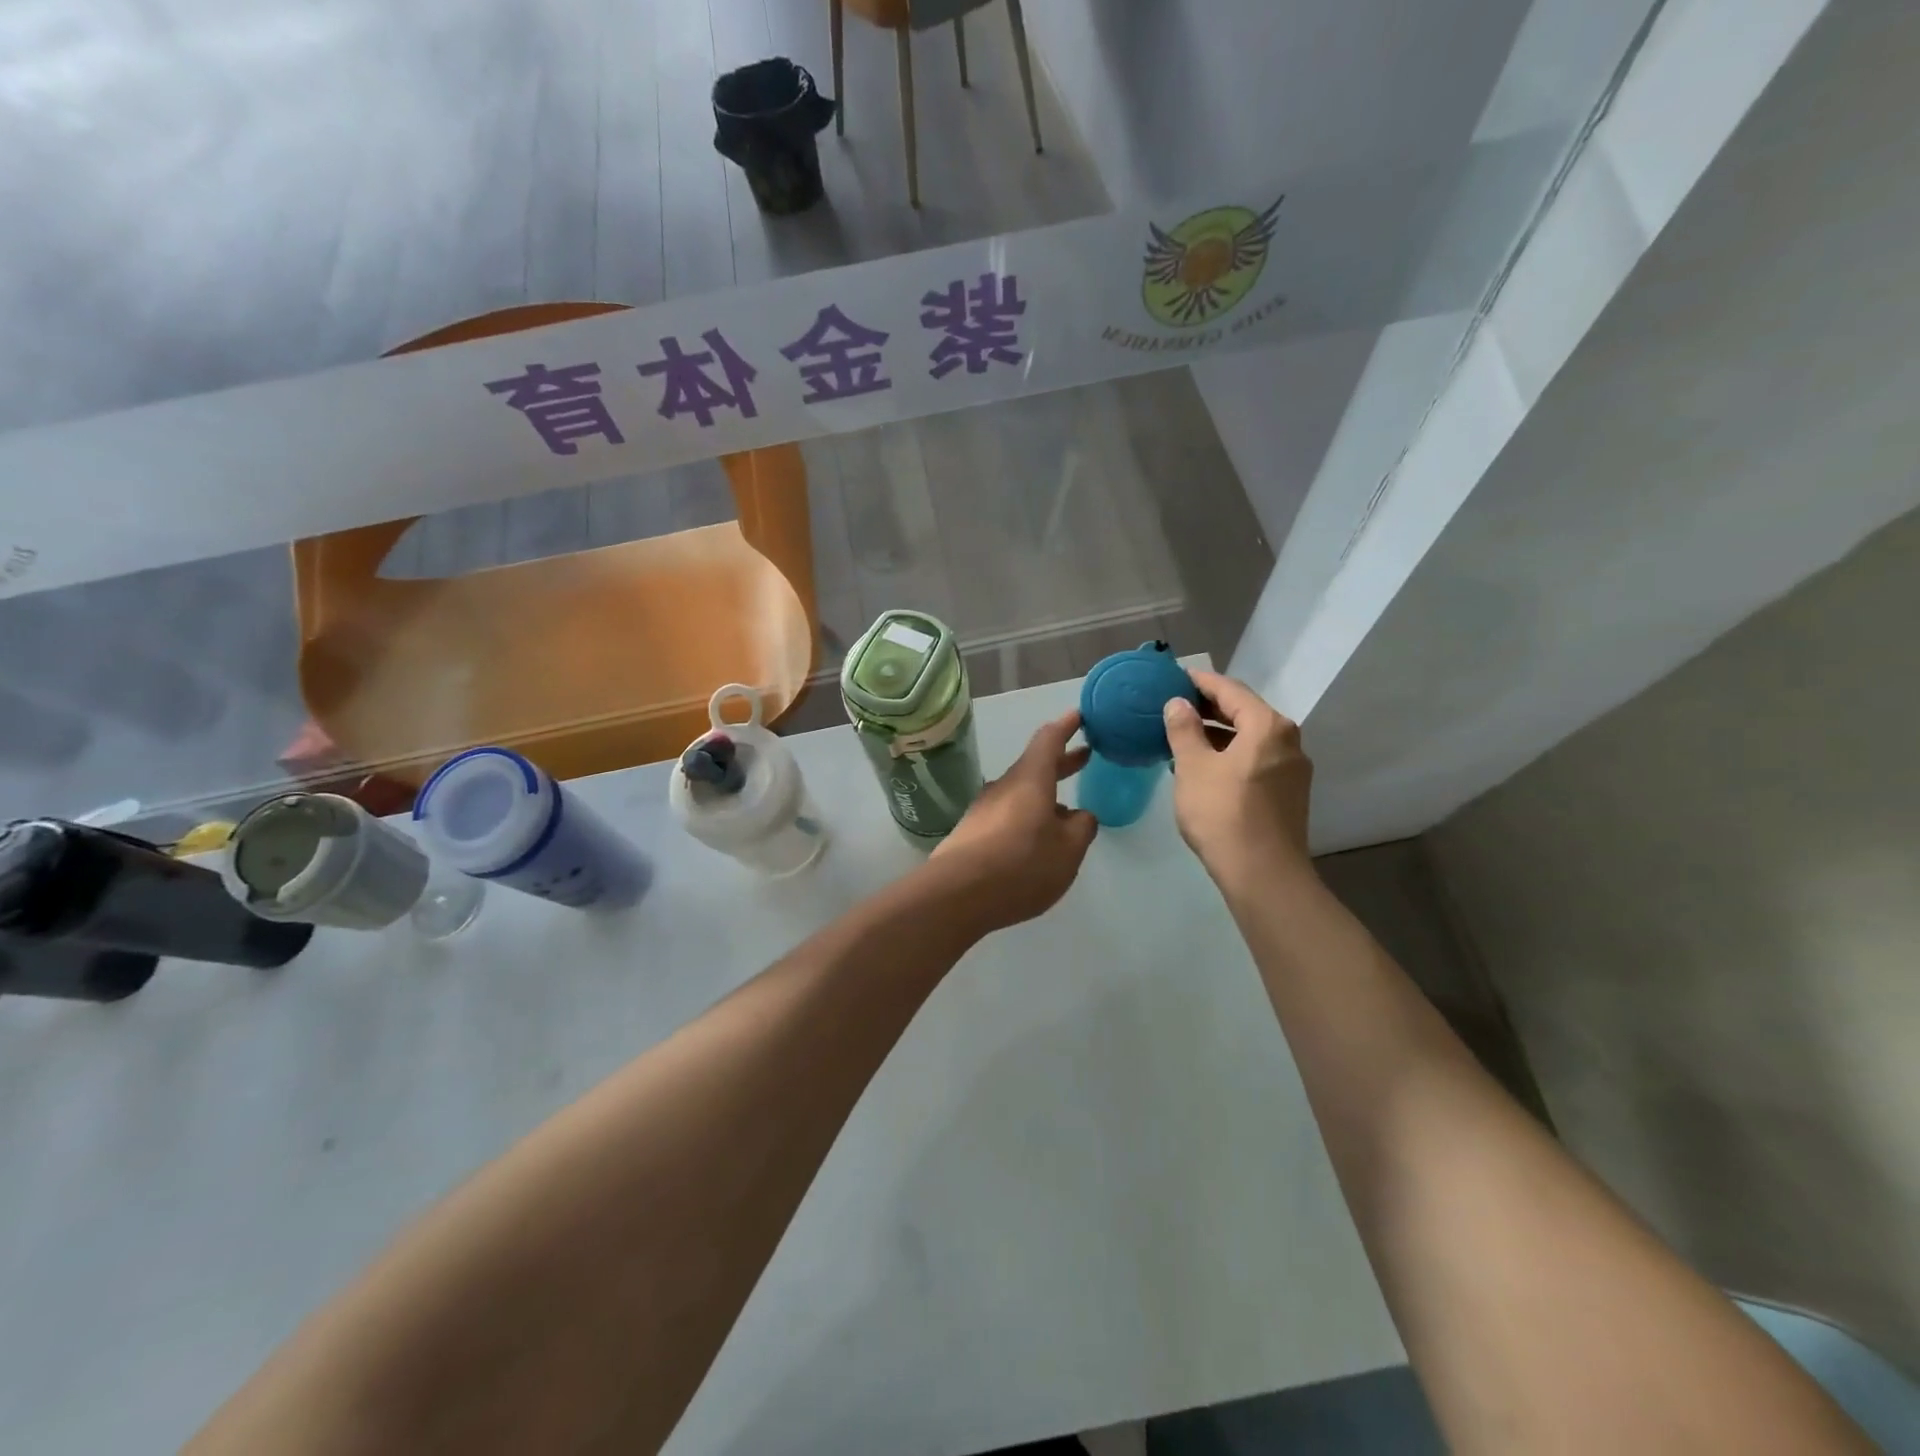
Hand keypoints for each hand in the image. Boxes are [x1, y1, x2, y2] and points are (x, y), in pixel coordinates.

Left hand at [926, 711, 1097, 936]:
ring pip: (1021, 794)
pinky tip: (1036, 843)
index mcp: (1030, 780)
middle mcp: (1004, 787)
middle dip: (1061, 762)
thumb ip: (1081, 828)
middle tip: (1085, 757)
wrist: (956, 895)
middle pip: (1035, 766)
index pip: (1049, 740)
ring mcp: (983, 809)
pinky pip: (1007, 817)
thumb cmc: (1021, 865)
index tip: (1080, 715)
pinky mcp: (971, 833)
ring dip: (1044, 797)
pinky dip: (1027, 819)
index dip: (1066, 726)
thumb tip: (1080, 816)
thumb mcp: (1068, 850)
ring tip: (1067, 815)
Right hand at [1163, 671, 1313, 888]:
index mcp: (1267, 726)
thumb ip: (1183, 729)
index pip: (1230, 690)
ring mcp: (1293, 769)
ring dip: (1219, 734)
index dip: (1201, 682)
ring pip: (1251, 738)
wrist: (1262, 874)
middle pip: (1245, 712)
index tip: (1175, 677)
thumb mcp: (1193, 767)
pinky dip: (1231, 754)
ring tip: (1184, 737)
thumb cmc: (1222, 813)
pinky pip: (1256, 760)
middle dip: (1210, 708)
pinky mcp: (1289, 793)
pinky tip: (1205, 766)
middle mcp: (1288, 740)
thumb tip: (1177, 703)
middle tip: (1175, 706)